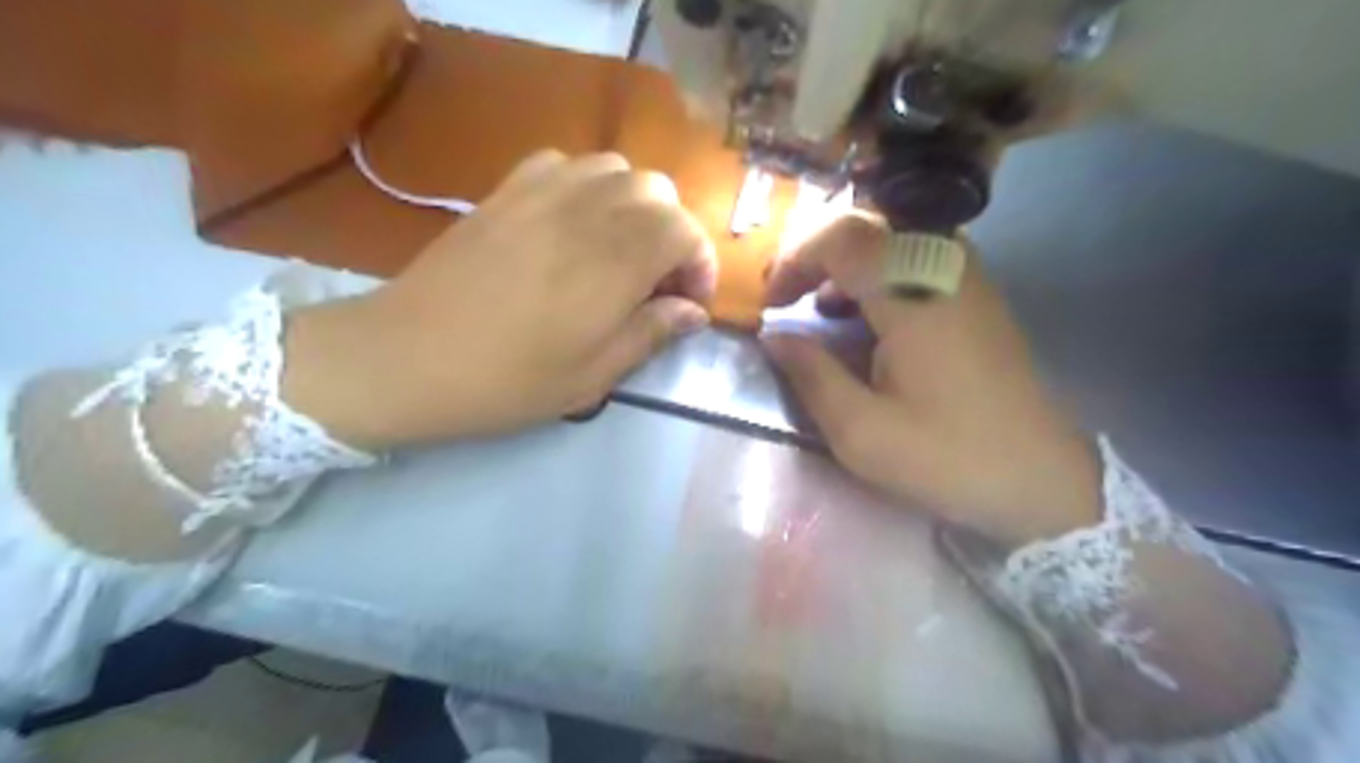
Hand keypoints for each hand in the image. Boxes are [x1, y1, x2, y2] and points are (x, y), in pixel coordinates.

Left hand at [282, 150, 713, 447]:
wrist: (406, 357)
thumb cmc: (507, 380)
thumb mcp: (593, 376)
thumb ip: (651, 333)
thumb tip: (692, 312)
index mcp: (614, 263)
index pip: (684, 231)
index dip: (699, 264)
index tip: (689, 304)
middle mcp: (586, 213)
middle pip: (658, 191)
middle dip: (674, 232)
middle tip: (658, 280)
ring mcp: (542, 193)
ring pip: (616, 168)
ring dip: (635, 205)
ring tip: (621, 249)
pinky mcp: (506, 190)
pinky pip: (566, 163)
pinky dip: (588, 186)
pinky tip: (576, 223)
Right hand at [763, 215, 1104, 546]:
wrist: (1040, 476)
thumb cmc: (947, 457)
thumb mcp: (862, 432)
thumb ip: (811, 376)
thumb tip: (774, 336)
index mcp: (913, 296)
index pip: (841, 239)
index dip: (794, 261)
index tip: (771, 304)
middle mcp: (944, 269)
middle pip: (867, 226)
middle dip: (815, 253)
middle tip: (787, 293)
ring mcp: (968, 278)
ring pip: (893, 237)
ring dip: (846, 262)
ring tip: (818, 305)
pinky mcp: (977, 296)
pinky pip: (917, 258)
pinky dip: (877, 274)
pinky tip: (864, 316)